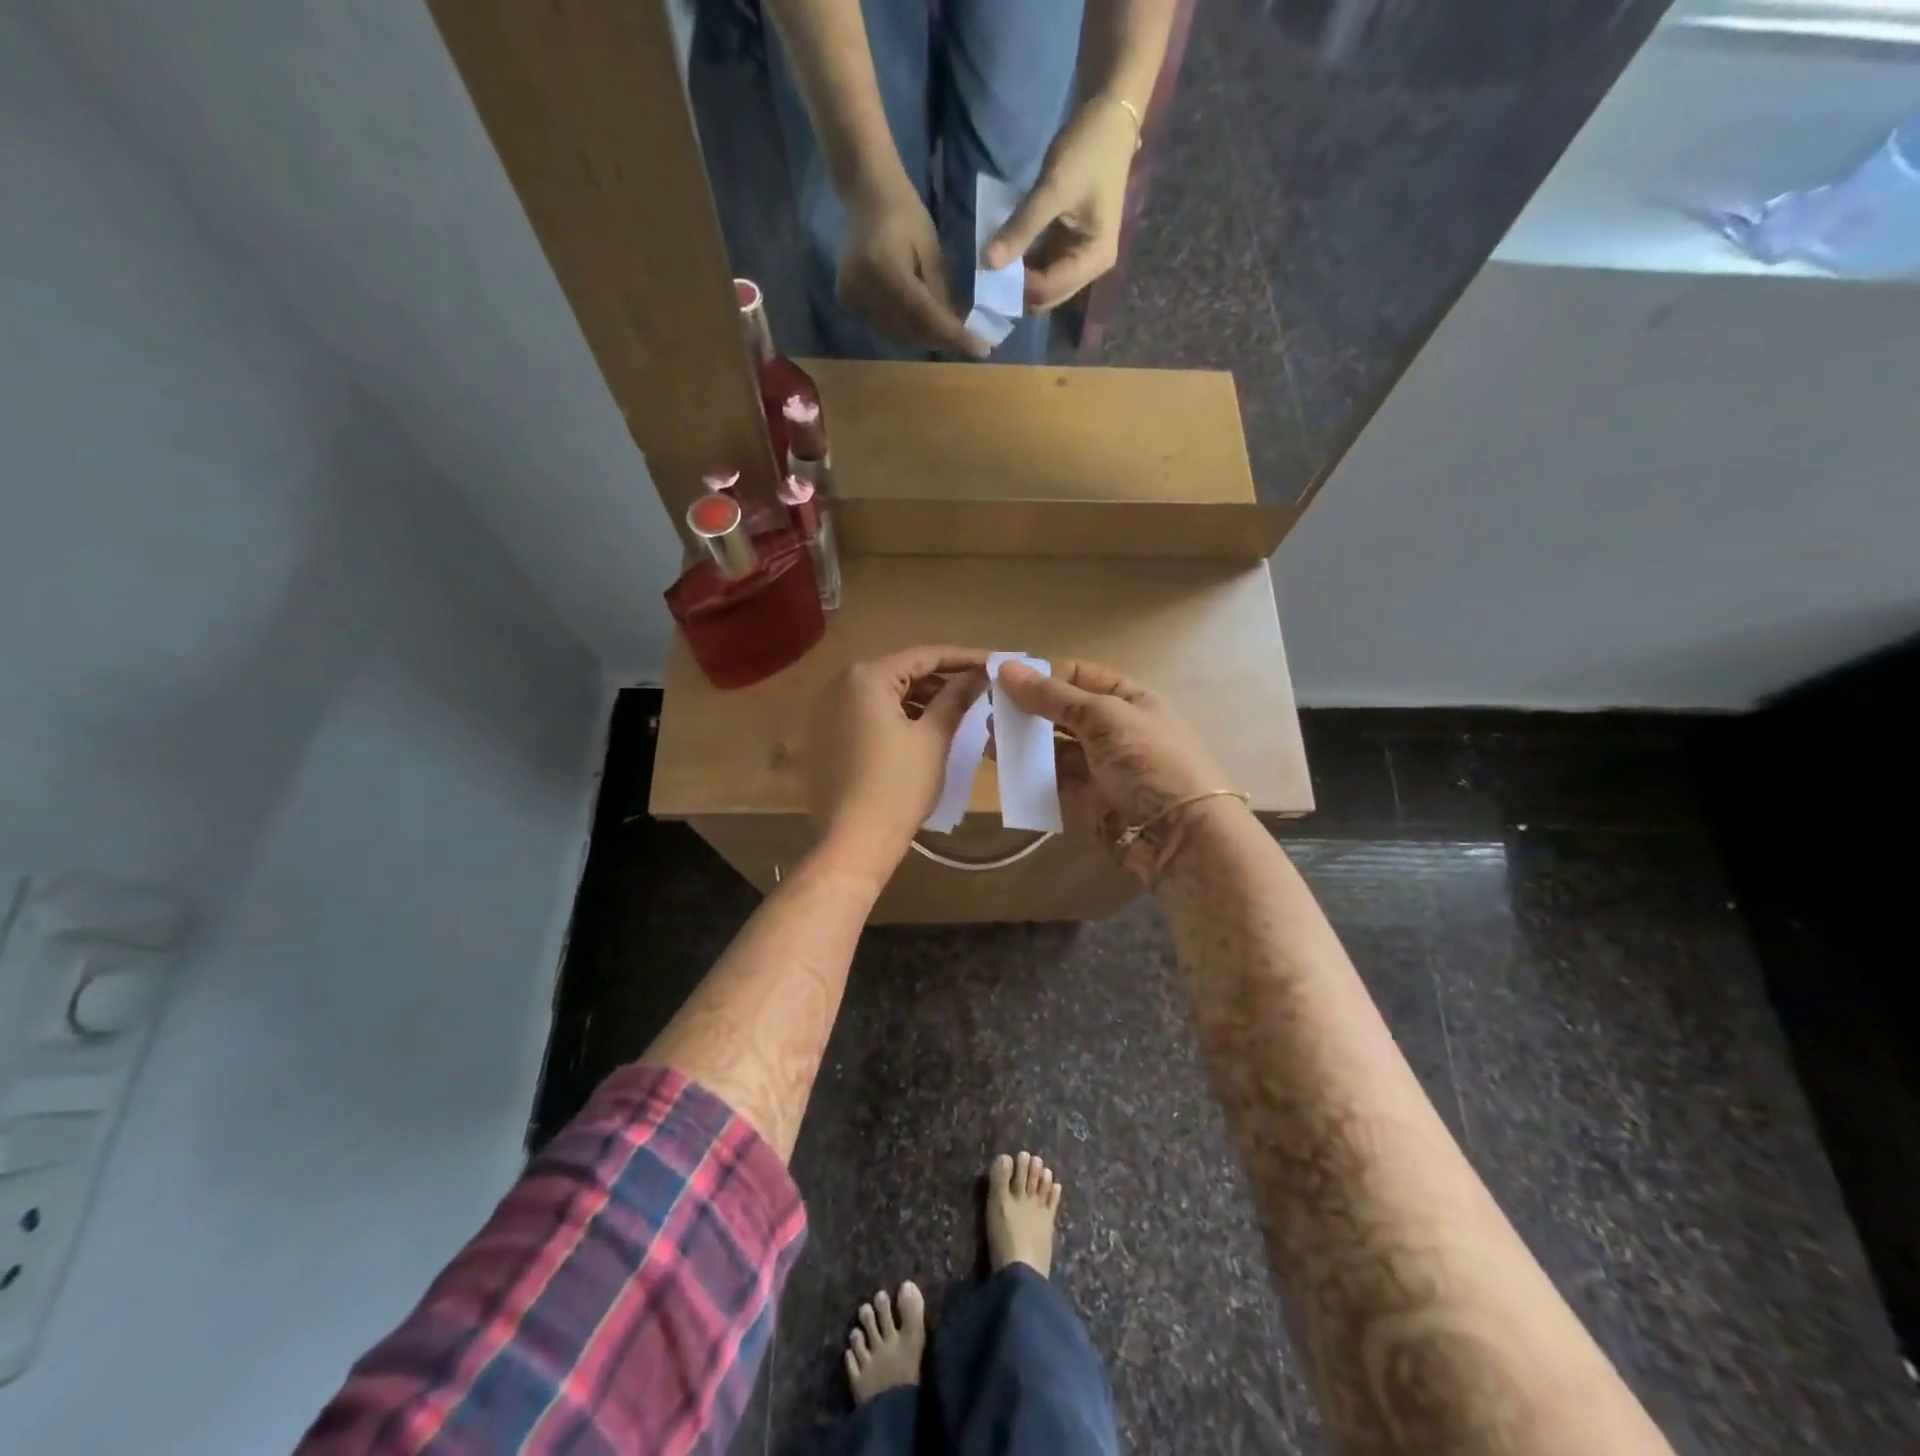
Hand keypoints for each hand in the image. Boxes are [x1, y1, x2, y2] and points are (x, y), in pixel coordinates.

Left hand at [809, 646, 989, 882]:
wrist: (854, 840)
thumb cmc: (898, 786)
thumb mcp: (933, 738)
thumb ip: (956, 698)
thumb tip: (979, 675)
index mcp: (866, 677)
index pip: (924, 656)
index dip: (963, 658)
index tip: (994, 663)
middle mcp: (840, 685)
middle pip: (902, 672)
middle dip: (942, 680)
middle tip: (979, 688)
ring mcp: (828, 712)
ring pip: (885, 695)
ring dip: (921, 700)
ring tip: (959, 711)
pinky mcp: (827, 737)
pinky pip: (869, 715)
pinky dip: (898, 717)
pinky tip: (926, 730)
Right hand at [840, 175, 991, 357]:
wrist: (867, 196)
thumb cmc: (905, 214)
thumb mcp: (931, 250)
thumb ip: (942, 292)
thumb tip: (958, 330)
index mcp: (885, 268)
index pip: (925, 314)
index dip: (954, 335)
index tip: (981, 349)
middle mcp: (864, 288)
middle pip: (911, 330)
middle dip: (942, 340)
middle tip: (969, 343)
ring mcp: (852, 298)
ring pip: (898, 335)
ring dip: (926, 339)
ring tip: (949, 336)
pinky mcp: (848, 303)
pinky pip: (885, 329)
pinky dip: (907, 332)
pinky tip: (924, 327)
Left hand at [984, 98, 1137, 312]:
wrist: (1110, 117)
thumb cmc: (1088, 151)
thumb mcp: (1052, 190)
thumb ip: (1021, 229)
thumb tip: (988, 263)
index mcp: (1094, 259)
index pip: (1050, 289)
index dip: (1019, 287)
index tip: (989, 273)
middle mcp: (1090, 268)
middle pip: (1048, 296)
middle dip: (1019, 290)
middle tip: (986, 276)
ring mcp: (1080, 259)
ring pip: (1043, 285)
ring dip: (1019, 279)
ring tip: (992, 267)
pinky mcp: (1070, 246)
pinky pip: (1043, 266)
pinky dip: (1024, 264)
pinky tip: (1005, 254)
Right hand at [995, 658, 1238, 882]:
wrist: (1181, 835)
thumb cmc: (1148, 761)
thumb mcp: (1103, 717)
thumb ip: (1052, 696)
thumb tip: (1005, 667)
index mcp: (1130, 699)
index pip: (1079, 675)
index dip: (1043, 675)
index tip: (1003, 680)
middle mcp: (1116, 729)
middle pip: (1064, 712)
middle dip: (1029, 709)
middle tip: (989, 710)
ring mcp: (1103, 767)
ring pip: (1056, 747)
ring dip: (1025, 741)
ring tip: (989, 737)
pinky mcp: (1090, 800)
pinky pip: (1055, 781)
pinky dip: (1031, 773)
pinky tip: (1004, 766)